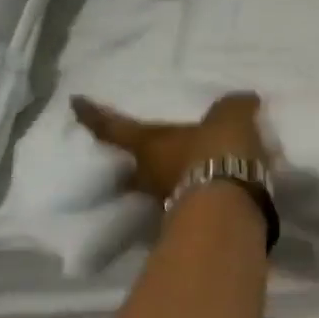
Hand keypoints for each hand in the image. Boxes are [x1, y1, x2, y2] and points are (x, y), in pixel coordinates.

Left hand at [71, 92, 271, 201]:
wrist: (230, 206)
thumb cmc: (216, 151)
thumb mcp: (230, 116)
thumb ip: (232, 106)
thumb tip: (242, 100)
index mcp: (147, 144)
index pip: (112, 127)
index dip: (93, 115)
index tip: (75, 103)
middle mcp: (147, 173)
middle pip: (128, 163)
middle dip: (128, 155)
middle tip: (134, 144)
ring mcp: (165, 198)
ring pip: (156, 182)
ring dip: (164, 174)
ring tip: (180, 163)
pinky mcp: (189, 218)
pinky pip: (185, 195)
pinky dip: (192, 187)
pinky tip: (209, 180)